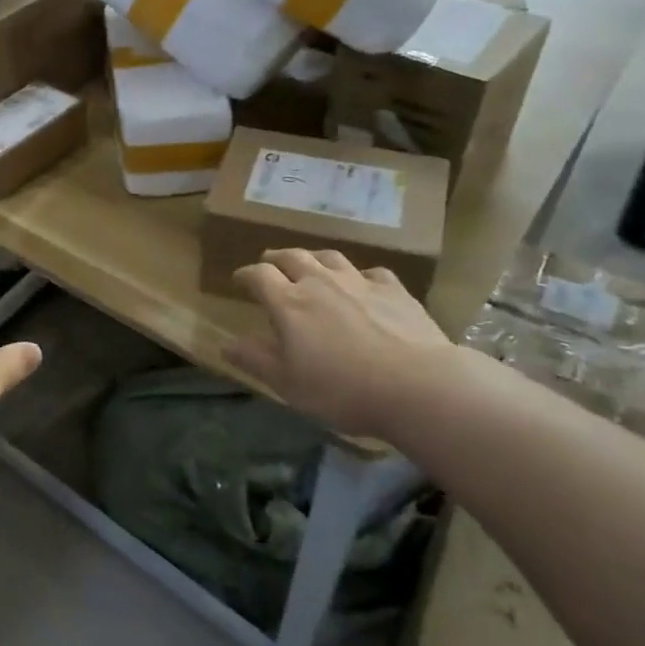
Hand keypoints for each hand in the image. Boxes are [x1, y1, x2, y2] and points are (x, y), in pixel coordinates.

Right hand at [225, 249, 459, 438]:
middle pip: (292, 257)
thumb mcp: (288, 383)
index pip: (259, 276)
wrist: (418, 385)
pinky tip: (361, 283)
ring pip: (329, 257)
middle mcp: (320, 282)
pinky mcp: (394, 290)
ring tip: (309, 264)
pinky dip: (358, 275)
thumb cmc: (342, 388)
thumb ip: (255, 359)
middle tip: (269, 263)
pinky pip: (370, 272)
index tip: (239, 280)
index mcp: (289, 303)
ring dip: (313, 258)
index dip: (245, 275)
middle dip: (276, 258)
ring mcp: (360, 282)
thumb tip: (225, 344)